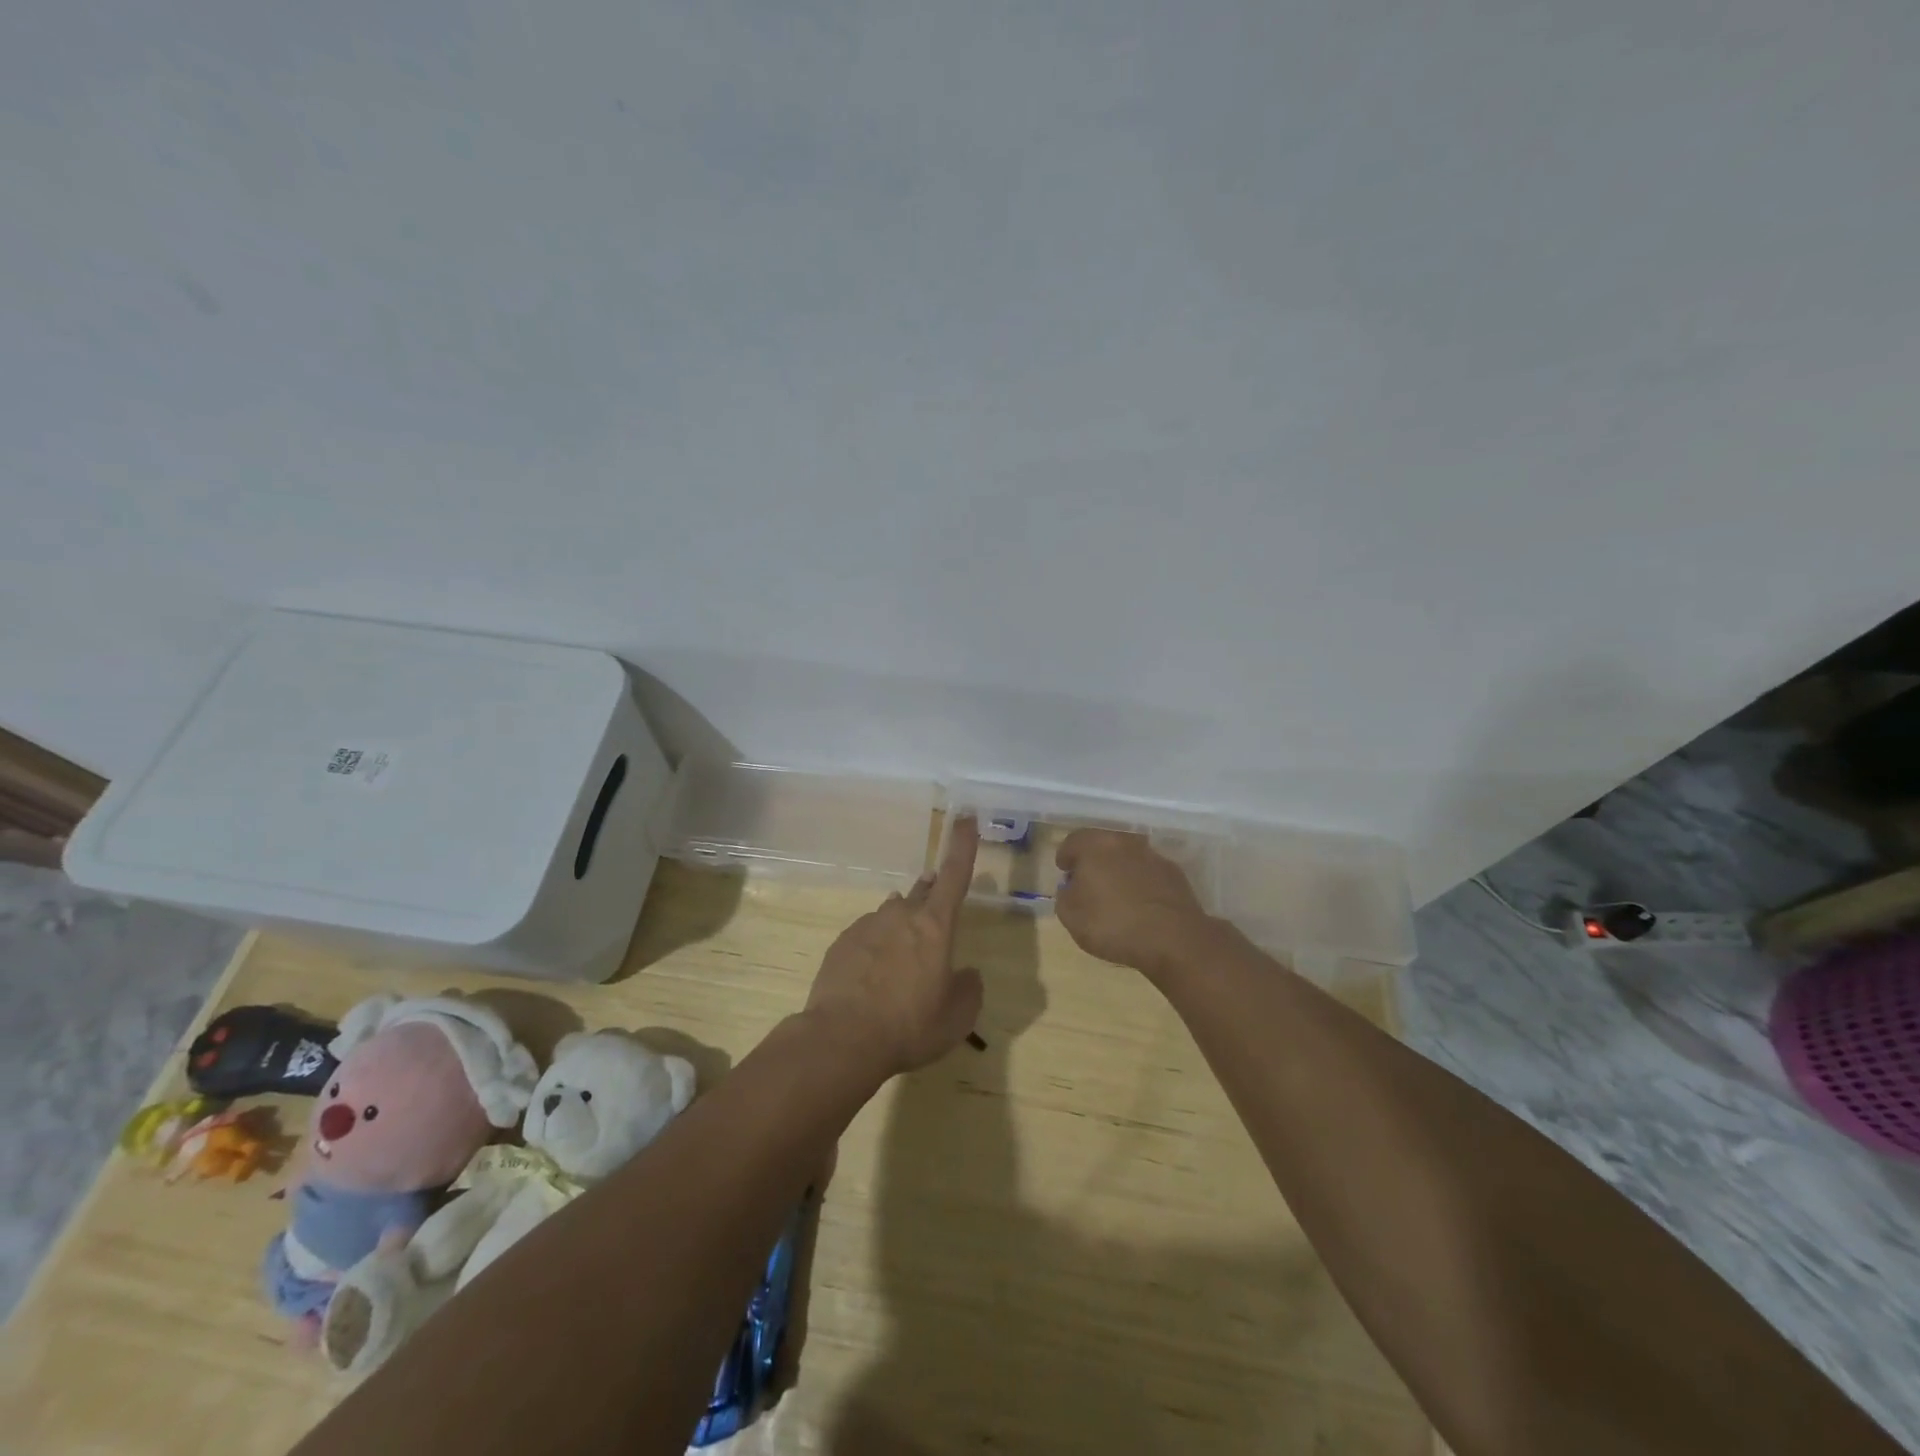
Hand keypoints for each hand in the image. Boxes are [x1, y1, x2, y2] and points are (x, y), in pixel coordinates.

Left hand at [805, 816, 984, 1076]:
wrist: (842, 1039)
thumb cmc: (910, 1026)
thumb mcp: (957, 1017)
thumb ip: (969, 989)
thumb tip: (966, 973)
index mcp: (935, 926)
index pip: (955, 874)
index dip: (963, 844)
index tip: (966, 817)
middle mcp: (901, 915)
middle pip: (923, 892)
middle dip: (932, 894)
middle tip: (937, 911)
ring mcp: (868, 925)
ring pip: (892, 915)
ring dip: (902, 929)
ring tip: (902, 962)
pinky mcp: (842, 943)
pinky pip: (867, 936)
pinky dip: (876, 949)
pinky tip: (873, 979)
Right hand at [1054, 829, 1218, 980]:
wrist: (1174, 939)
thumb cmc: (1113, 924)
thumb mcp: (1071, 917)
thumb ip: (1064, 896)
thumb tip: (1071, 888)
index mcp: (1095, 845)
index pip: (1073, 841)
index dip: (1065, 856)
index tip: (1064, 872)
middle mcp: (1124, 842)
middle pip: (1102, 845)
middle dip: (1092, 861)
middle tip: (1087, 883)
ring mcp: (1153, 855)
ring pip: (1127, 857)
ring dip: (1118, 870)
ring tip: (1115, 895)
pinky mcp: (1174, 873)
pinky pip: (1148, 873)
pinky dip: (1140, 882)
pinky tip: (1139, 904)